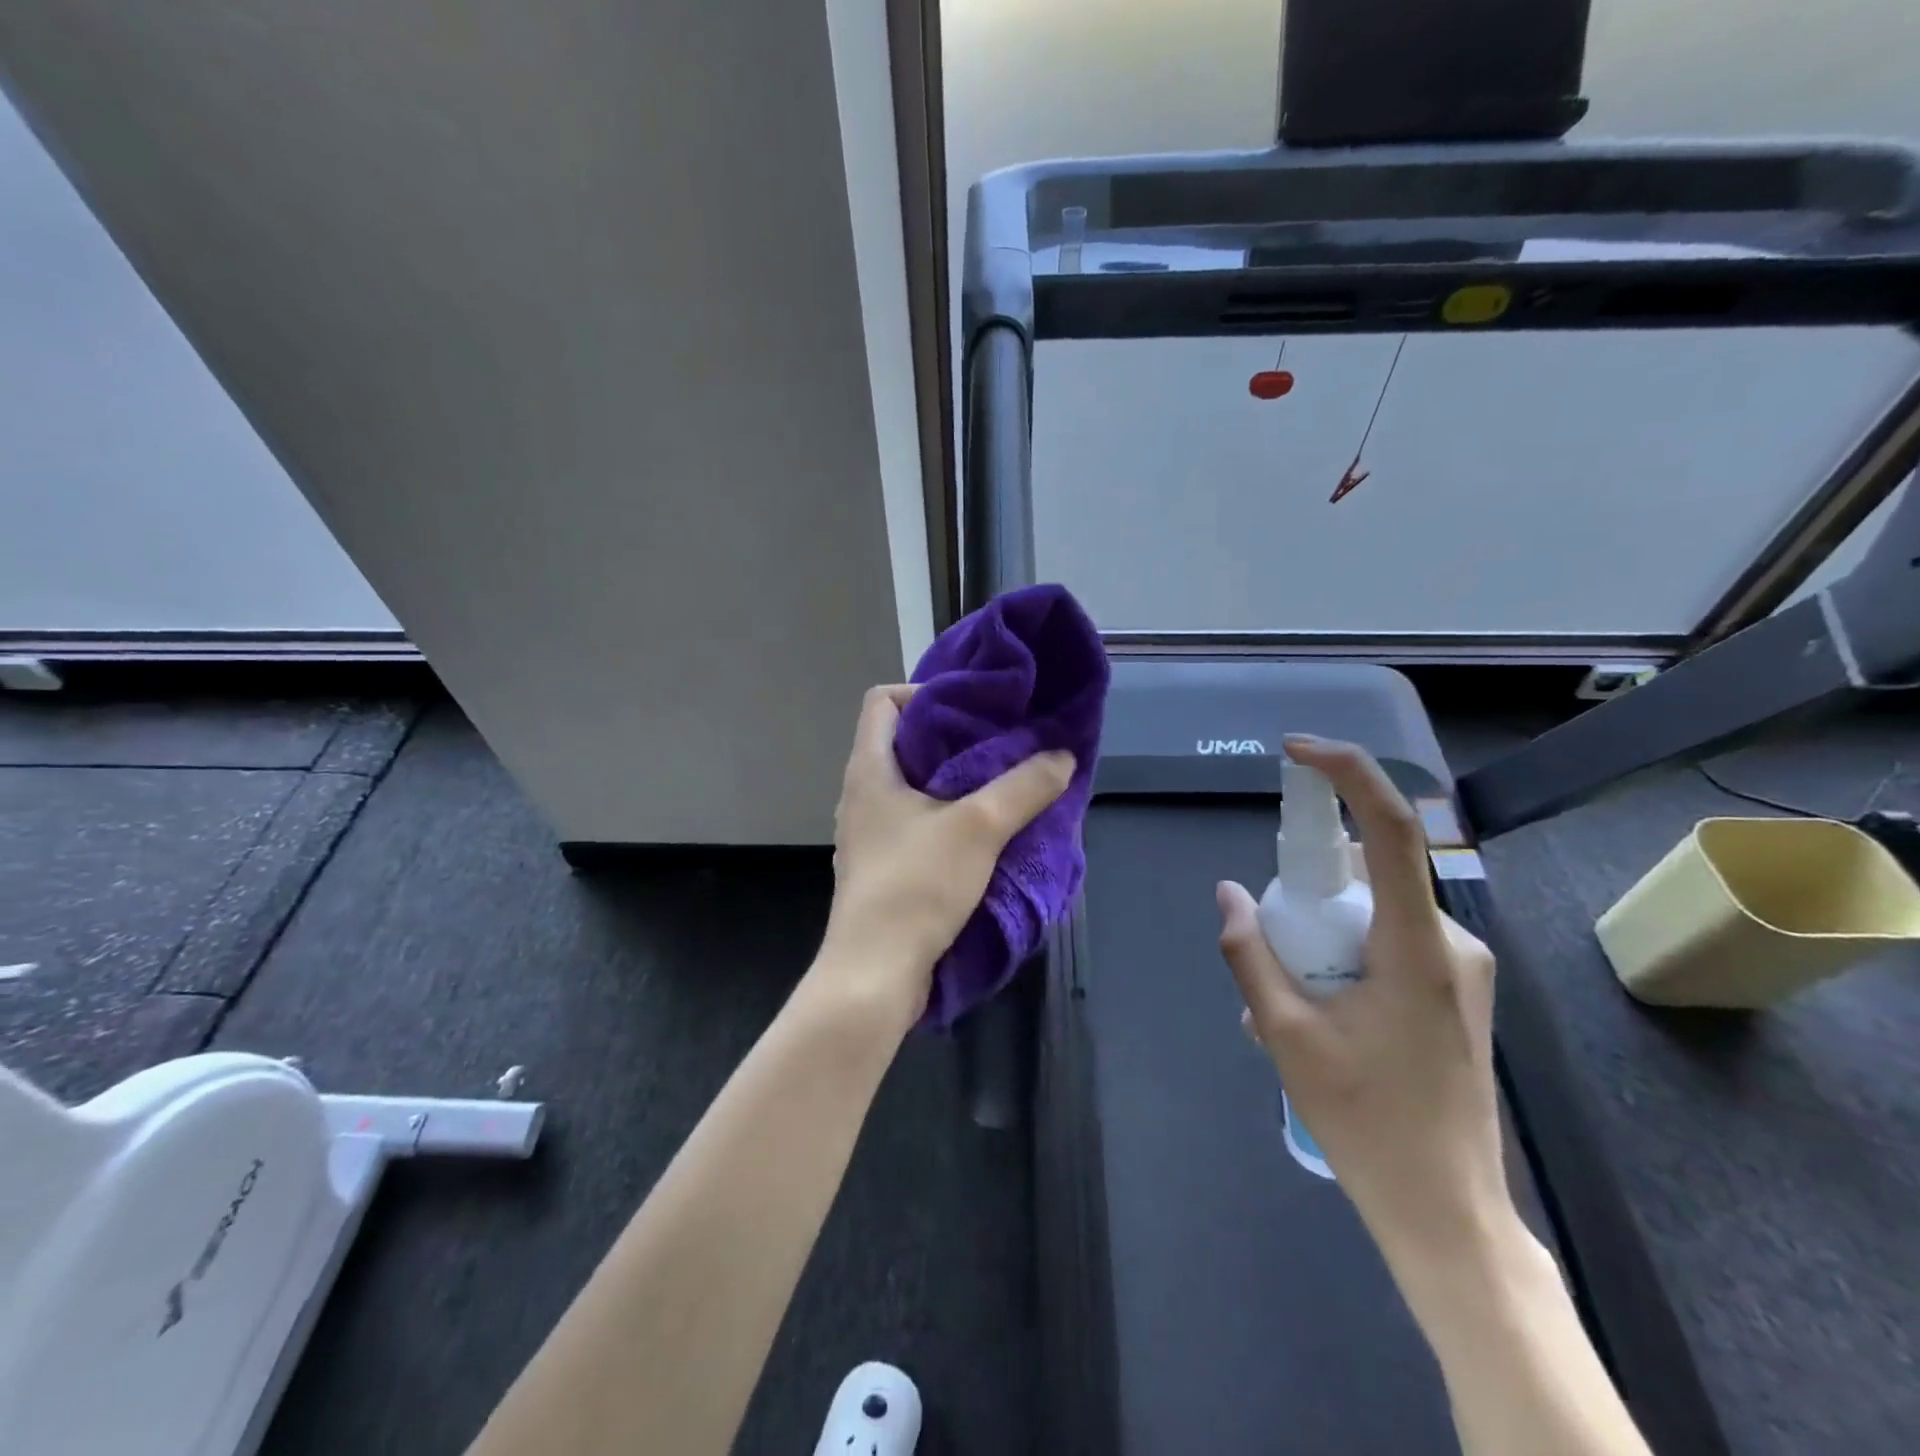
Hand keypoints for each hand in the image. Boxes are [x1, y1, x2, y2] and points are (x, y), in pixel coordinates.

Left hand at [817, 685, 1074, 1018]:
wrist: (874, 974)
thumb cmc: (916, 886)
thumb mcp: (979, 828)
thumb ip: (1024, 787)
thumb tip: (1062, 755)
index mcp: (870, 770)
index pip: (883, 701)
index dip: (924, 693)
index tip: (971, 711)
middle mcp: (862, 794)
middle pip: (903, 741)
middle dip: (954, 737)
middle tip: (1003, 744)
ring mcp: (870, 833)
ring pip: (912, 785)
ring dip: (955, 780)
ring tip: (1002, 784)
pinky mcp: (883, 865)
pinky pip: (916, 821)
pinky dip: (948, 816)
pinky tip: (985, 832)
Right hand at [1216, 736, 1509, 1270]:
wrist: (1447, 1210)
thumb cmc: (1366, 1121)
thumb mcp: (1284, 1034)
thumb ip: (1250, 953)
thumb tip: (1227, 892)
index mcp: (1415, 944)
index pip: (1390, 828)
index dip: (1346, 773)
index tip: (1294, 752)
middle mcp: (1449, 940)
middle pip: (1371, 869)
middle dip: (1310, 880)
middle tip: (1269, 934)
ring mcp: (1459, 965)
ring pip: (1376, 905)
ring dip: (1323, 922)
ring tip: (1287, 991)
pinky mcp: (1456, 987)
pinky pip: (1389, 935)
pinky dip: (1344, 945)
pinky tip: (1318, 1004)